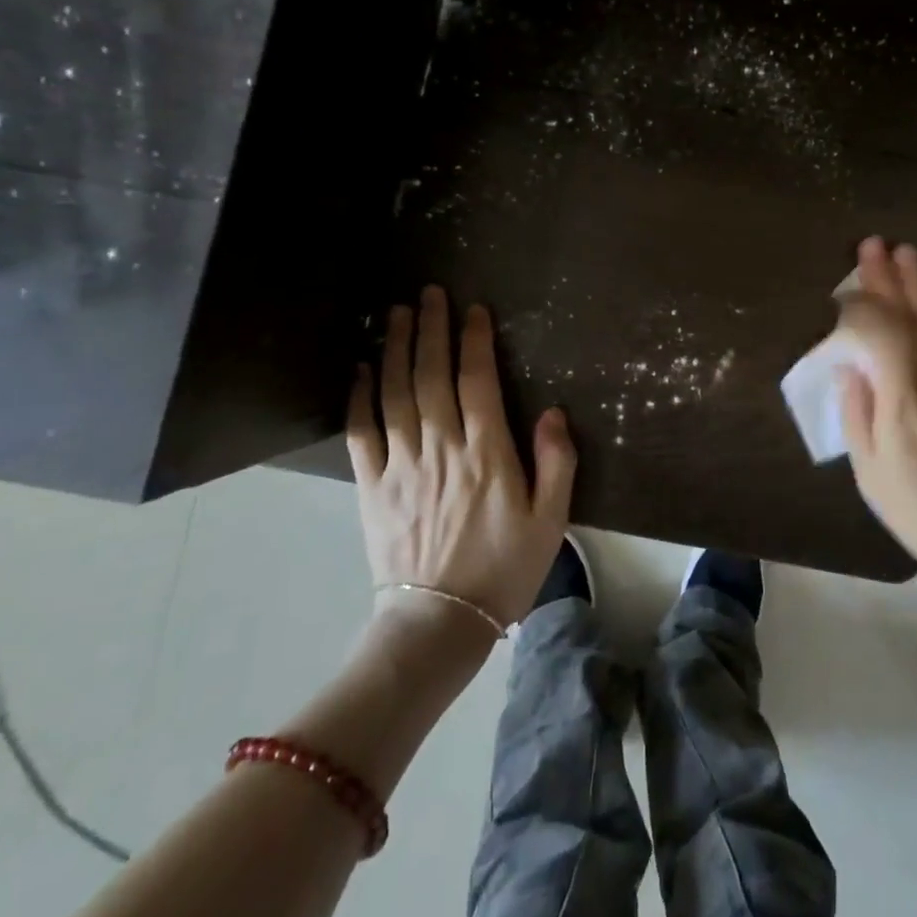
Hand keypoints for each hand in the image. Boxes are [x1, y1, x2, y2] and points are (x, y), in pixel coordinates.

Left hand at [345, 286, 576, 629]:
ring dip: (396, 349)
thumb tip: (553, 411)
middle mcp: (441, 448)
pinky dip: (359, 398)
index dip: (475, 340)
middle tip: (428, 293)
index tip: (473, 310)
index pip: (478, 381)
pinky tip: (360, 370)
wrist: (439, 624)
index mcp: (486, 453)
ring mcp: (401, 466)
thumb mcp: (551, 520)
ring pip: (395, 394)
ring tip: (397, 314)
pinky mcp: (372, 487)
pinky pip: (361, 433)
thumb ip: (557, 462)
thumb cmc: (504, 568)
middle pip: (432, 375)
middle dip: (431, 329)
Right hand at [836, 238, 916, 614]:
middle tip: (872, 244)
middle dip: (888, 277)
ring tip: (906, 253)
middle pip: (910, 311)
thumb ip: (857, 411)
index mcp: (902, 391)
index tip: (841, 296)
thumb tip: (850, 368)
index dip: (858, 305)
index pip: (877, 327)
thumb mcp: (871, 469)